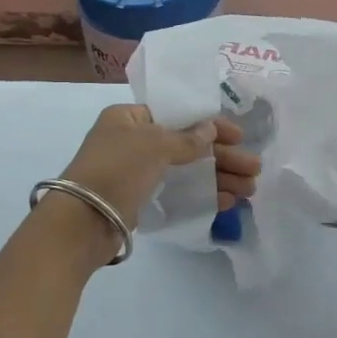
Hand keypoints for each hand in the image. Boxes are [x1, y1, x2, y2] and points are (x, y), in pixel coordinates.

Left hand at [58, 105, 260, 229]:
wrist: (82, 222)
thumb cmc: (116, 170)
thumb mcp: (153, 145)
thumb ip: (186, 138)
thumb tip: (210, 129)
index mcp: (129, 118)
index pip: (177, 115)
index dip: (211, 124)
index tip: (240, 135)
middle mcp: (133, 142)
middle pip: (187, 145)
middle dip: (222, 157)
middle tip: (255, 170)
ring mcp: (136, 173)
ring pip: (186, 171)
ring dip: (219, 178)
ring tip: (250, 190)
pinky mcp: (140, 201)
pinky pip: (178, 192)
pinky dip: (203, 194)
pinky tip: (228, 202)